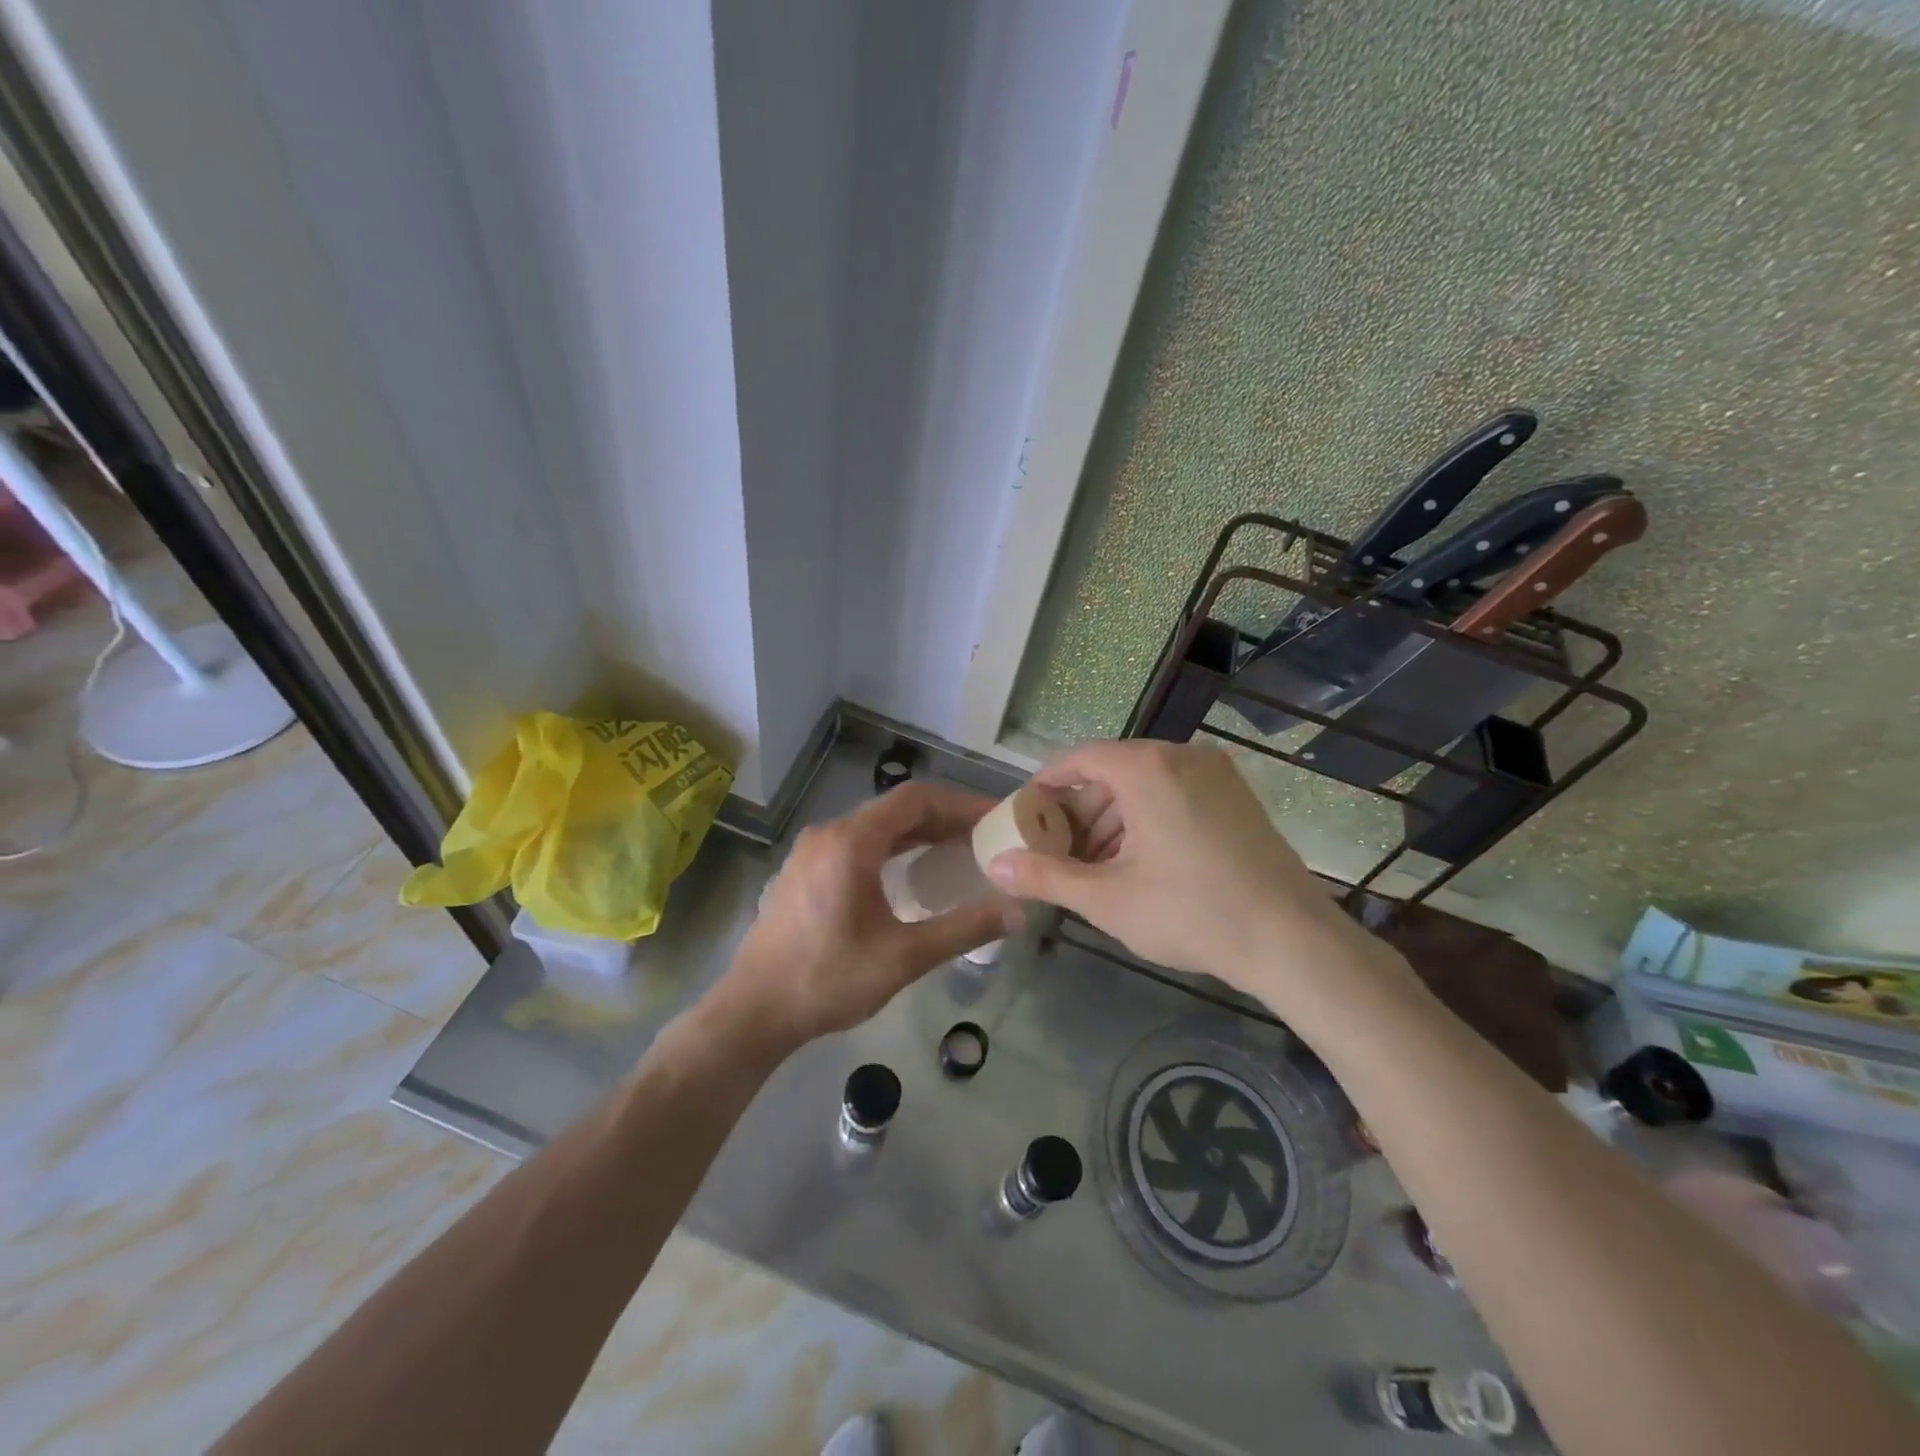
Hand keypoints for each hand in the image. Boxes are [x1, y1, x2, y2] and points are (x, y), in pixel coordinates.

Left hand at [717, 782, 1019, 1050]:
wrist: (752, 1012)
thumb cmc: (827, 980)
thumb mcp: (903, 957)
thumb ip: (963, 929)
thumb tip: (1017, 912)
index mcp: (850, 842)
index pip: (916, 799)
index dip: (960, 803)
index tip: (994, 818)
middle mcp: (829, 834)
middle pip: (896, 810)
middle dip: (944, 819)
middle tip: (985, 837)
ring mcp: (812, 851)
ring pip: (876, 827)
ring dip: (918, 834)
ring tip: (959, 851)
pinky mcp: (805, 871)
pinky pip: (858, 844)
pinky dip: (892, 848)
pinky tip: (912, 873)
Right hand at [986, 740, 1394, 1006]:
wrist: (1293, 941)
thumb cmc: (1192, 912)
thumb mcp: (1107, 899)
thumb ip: (1046, 877)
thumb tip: (994, 866)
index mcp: (1148, 769)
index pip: (1080, 759)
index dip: (1046, 785)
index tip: (1026, 815)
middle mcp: (1183, 757)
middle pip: (1112, 771)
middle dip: (1080, 811)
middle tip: (1059, 851)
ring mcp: (1217, 775)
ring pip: (1145, 784)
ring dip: (1113, 819)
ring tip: (1096, 867)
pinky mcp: (1238, 797)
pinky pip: (1176, 794)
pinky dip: (1147, 820)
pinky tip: (1140, 864)